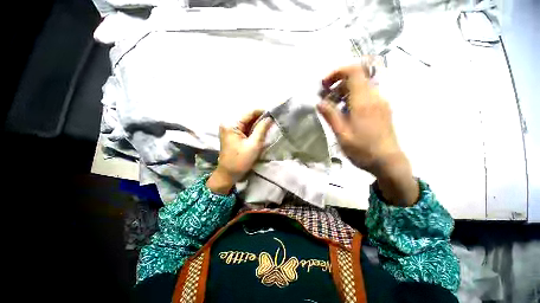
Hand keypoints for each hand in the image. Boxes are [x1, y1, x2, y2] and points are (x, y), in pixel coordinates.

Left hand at [206, 110, 272, 194]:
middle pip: (248, 117)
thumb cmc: (240, 160)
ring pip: (247, 122)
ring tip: (269, 126)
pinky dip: (253, 129)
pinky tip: (260, 131)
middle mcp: (228, 123)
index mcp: (231, 124)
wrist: (228, 174)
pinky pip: (244, 128)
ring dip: (257, 124)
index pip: (249, 112)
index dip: (262, 112)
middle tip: (273, 121)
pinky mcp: (232, 134)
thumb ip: (262, 129)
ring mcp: (229, 128)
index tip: (274, 114)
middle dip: (260, 119)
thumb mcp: (254, 144)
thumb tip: (269, 117)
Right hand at [317, 63, 418, 205]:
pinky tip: (345, 114)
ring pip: (360, 87)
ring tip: (333, 108)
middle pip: (356, 78)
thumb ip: (330, 115)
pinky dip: (352, 99)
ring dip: (344, 93)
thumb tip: (319, 102)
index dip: (337, 72)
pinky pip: (366, 96)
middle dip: (337, 84)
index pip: (353, 71)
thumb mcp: (341, 134)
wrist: (388, 162)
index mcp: (364, 101)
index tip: (324, 85)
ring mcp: (380, 102)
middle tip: (325, 100)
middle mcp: (374, 97)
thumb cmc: (362, 149)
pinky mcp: (382, 109)